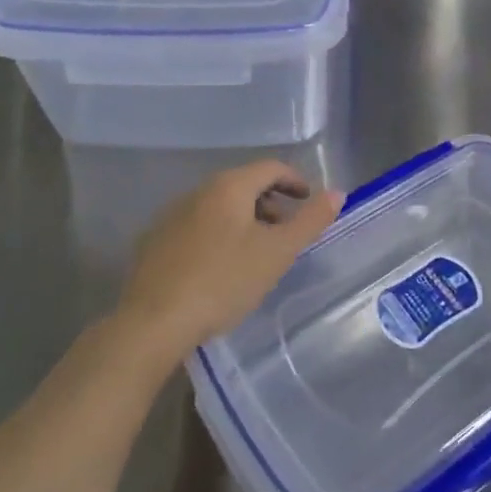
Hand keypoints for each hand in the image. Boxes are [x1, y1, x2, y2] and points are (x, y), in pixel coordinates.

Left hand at [116, 161, 343, 372]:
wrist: (153, 323)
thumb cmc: (224, 281)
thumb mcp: (278, 252)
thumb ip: (310, 220)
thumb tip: (337, 193)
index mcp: (228, 187)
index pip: (270, 168)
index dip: (296, 181)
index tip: (309, 202)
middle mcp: (197, 192)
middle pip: (243, 185)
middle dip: (270, 203)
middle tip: (287, 231)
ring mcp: (171, 216)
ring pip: (218, 207)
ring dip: (244, 220)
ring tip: (257, 253)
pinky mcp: (154, 243)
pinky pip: (197, 227)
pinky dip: (218, 235)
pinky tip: (221, 267)